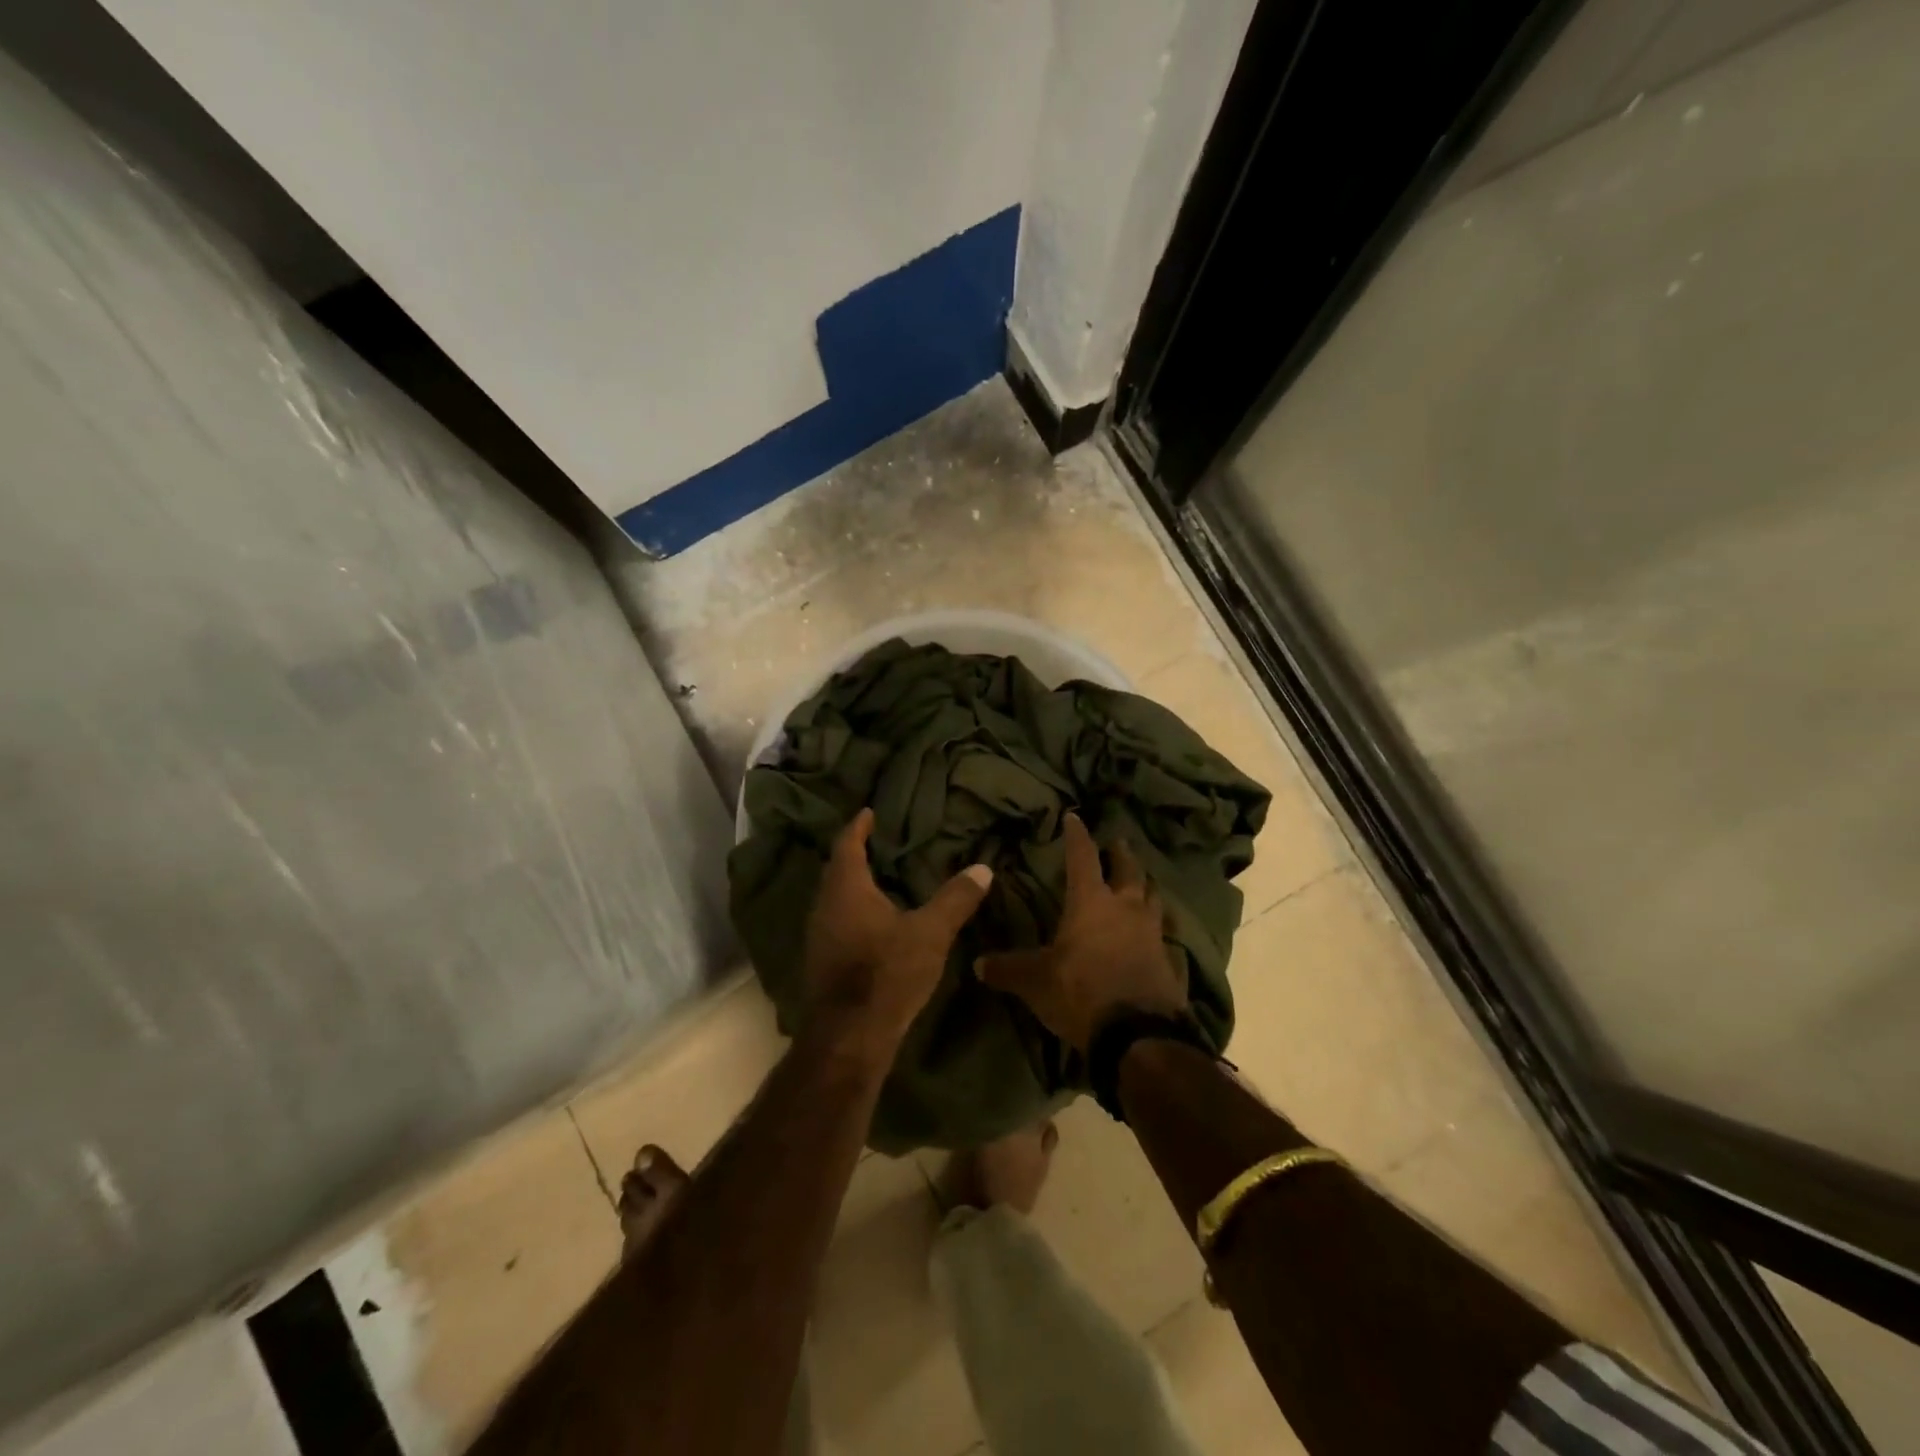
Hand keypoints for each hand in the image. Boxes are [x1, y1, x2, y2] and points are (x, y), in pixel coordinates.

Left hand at [802, 808, 992, 1067]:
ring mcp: (818, 936)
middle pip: (837, 871)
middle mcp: (824, 906)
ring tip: (881, 880)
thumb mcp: (930, 933)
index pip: (847, 845)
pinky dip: (853, 913)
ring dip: (854, 886)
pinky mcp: (821, 962)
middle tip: (879, 843)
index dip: (858, 826)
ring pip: (834, 899)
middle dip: (856, 855)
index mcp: (846, 889)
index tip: (868, 812)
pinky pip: (836, 923)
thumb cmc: (887, 972)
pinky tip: (874, 924)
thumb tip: (982, 868)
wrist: (850, 1036)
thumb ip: (956, 899)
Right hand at [974, 813, 1187, 1049]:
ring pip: (1152, 897)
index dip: (1077, 836)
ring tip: (1139, 883)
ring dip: (1144, 886)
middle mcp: (1125, 908)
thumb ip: (1007, 969)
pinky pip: (1161, 931)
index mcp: (1091, 902)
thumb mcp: (1035, 981)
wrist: (1139, 1034)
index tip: (1074, 817)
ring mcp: (1150, 932)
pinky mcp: (1168, 959)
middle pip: (1129, 870)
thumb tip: (978, 963)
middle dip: (1121, 854)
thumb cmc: (1081, 992)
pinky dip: (1154, 924)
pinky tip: (1149, 933)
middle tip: (1118, 843)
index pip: (1082, 857)